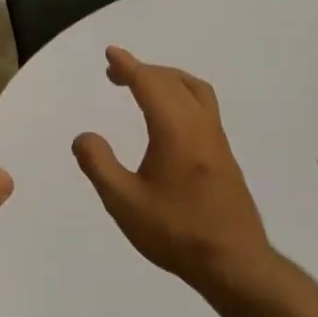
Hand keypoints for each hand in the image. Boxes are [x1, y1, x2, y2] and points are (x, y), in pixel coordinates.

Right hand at [73, 47, 272, 292]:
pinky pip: (203, 108)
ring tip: (144, 86)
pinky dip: (181, 96)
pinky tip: (168, 119)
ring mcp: (217, 141)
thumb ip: (99, 165)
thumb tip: (84, 137)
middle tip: (116, 73)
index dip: (129, 66)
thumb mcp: (124, 202)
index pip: (150, 84)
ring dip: (168, 80)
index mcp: (176, 130)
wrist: (233, 262)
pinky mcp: (224, 157)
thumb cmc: (176, 232)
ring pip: (196, 92)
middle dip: (145, 71)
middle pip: (174, 82)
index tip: (111, 54)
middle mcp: (201, 126)